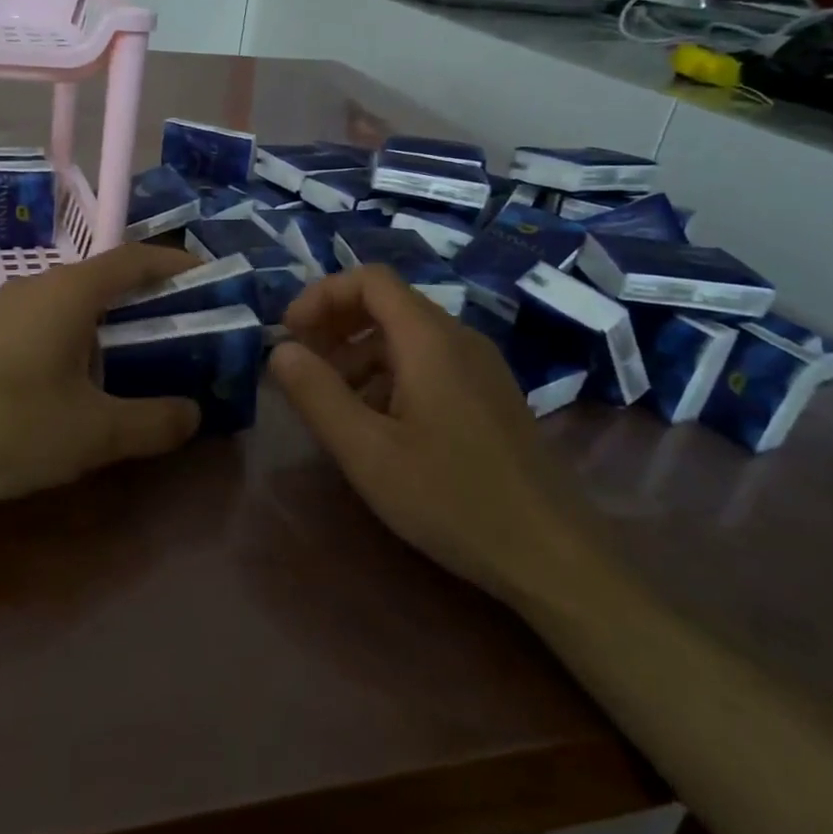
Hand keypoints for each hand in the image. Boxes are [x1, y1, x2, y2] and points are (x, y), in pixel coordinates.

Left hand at [0, 244, 203, 513]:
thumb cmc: (10, 424)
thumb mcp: (94, 432)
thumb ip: (153, 421)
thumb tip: (193, 413)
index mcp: (71, 292)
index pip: (136, 259)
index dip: (176, 264)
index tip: (211, 279)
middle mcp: (39, 287)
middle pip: (107, 280)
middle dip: (150, 301)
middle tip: (187, 331)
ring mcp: (7, 309)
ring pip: (76, 304)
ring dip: (113, 324)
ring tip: (144, 359)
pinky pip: (49, 324)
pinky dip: (81, 340)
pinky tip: (85, 381)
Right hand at [269, 265, 587, 602]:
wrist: (552, 554)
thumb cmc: (451, 498)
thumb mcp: (367, 451)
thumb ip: (316, 394)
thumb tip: (279, 350)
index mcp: (430, 339)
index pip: (370, 279)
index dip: (322, 294)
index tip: (289, 334)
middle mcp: (459, 339)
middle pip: (388, 303)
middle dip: (336, 324)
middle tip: (303, 365)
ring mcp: (481, 367)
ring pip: (407, 336)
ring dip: (359, 354)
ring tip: (333, 401)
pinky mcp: (490, 395)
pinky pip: (429, 363)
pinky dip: (389, 375)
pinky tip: (378, 424)